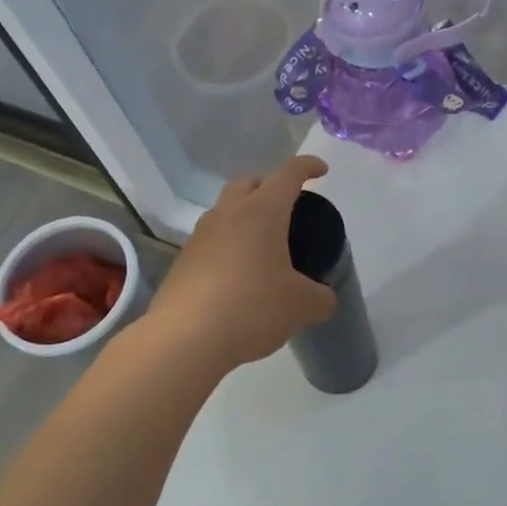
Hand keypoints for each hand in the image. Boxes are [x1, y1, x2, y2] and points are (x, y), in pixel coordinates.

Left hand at [144, 156, 338, 370]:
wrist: (185, 338)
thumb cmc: (251, 308)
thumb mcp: (301, 306)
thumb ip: (320, 297)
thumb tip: (322, 298)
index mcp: (262, 211)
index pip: (288, 174)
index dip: (307, 166)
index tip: (321, 170)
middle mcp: (228, 214)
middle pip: (249, 182)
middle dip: (269, 186)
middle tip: (287, 207)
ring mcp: (201, 235)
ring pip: (226, 210)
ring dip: (245, 216)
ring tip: (263, 245)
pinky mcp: (184, 260)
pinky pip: (212, 239)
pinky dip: (229, 245)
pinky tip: (240, 274)